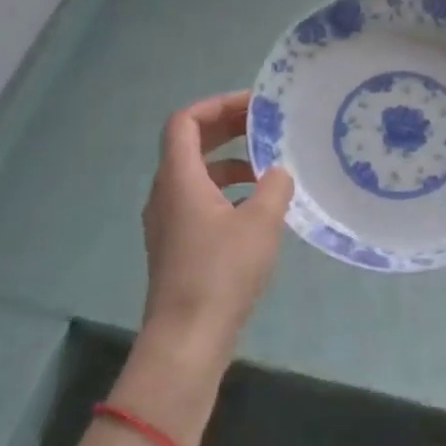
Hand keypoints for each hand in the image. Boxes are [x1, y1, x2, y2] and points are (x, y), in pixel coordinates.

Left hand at [140, 91, 293, 364]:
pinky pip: (199, 200)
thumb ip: (274, 187)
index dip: (218, 105)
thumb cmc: (221, 273)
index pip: (186, 122)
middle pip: (190, 144)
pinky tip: (257, 208)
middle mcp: (166, 193)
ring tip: (268, 167)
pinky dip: (226, 191)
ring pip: (197, 174)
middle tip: (265, 125)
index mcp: (179, 178)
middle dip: (228, 129)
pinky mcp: (176, 246)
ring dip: (230, 161)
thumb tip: (279, 172)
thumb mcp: (260, 222)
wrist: (186, 341)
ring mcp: (168, 222)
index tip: (254, 106)